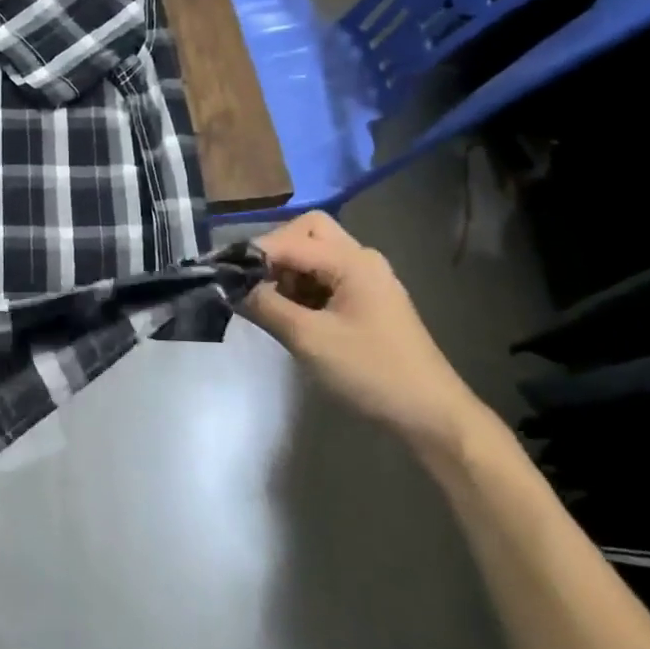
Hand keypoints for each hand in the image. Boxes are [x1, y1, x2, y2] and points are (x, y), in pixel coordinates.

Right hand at [245, 211, 490, 456]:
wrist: (431, 416)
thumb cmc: (371, 372)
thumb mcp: (309, 340)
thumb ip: (265, 306)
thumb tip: (229, 287)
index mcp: (352, 261)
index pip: (289, 240)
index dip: (251, 254)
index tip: (218, 273)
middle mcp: (361, 260)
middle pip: (307, 232)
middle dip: (273, 251)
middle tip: (250, 282)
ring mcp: (366, 280)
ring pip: (314, 254)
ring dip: (286, 271)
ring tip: (265, 303)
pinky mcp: (365, 302)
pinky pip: (323, 278)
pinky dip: (300, 288)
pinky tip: (287, 314)